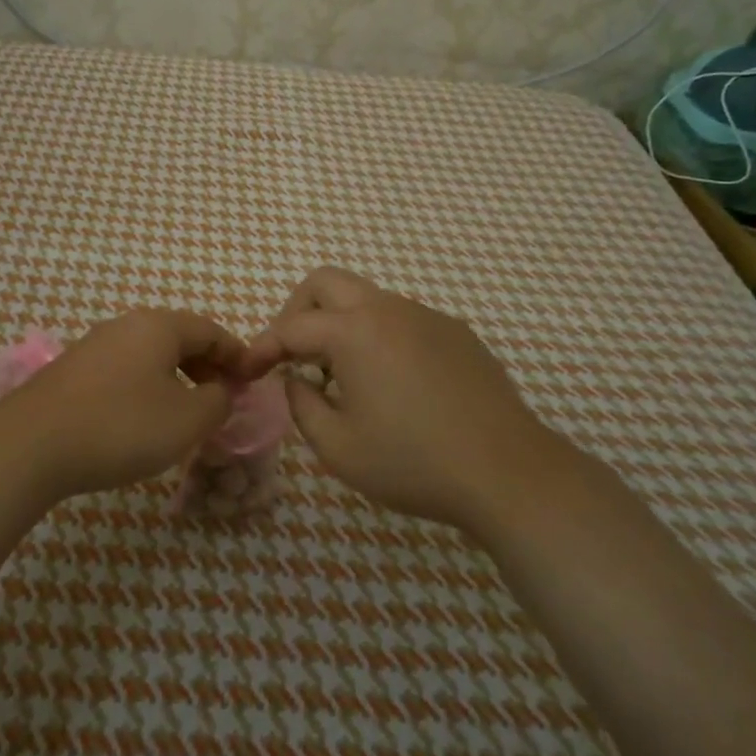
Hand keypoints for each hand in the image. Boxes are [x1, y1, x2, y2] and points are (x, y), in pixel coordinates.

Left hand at [0, 309, 248, 502]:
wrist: (31, 446)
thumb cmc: (121, 426)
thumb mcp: (187, 420)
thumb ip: (218, 402)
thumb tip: (223, 390)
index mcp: (159, 326)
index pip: (211, 331)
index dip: (237, 355)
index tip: (252, 381)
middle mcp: (126, 324)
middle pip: (179, 338)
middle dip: (207, 367)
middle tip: (222, 400)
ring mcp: (95, 345)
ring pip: (149, 355)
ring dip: (176, 379)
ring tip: (186, 413)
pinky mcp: (72, 370)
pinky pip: (124, 370)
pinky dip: (146, 387)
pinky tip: (142, 419)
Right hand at [249, 268, 569, 533]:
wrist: (507, 473)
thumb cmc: (413, 463)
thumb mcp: (338, 447)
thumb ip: (301, 405)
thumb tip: (294, 379)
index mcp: (354, 331)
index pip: (291, 327)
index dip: (263, 348)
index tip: (248, 371)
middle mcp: (389, 309)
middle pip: (326, 282)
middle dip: (297, 311)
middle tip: (291, 354)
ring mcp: (427, 317)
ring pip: (366, 299)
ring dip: (339, 324)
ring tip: (339, 376)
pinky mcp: (456, 333)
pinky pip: (401, 319)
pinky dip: (377, 337)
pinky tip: (390, 384)